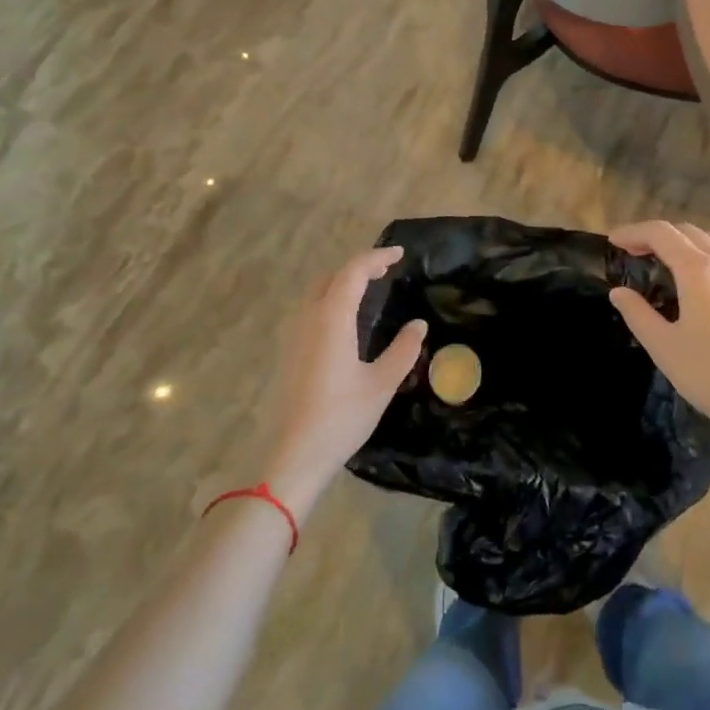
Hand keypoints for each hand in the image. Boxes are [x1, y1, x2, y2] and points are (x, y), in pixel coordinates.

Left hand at [260, 247, 426, 514]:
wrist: (296, 455)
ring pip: (318, 291)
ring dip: (343, 282)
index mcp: (332, 318)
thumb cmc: (342, 417)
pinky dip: (332, 299)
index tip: (400, 255)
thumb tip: (418, 324)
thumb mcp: (381, 383)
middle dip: (360, 267)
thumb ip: (403, 350)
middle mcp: (310, 318)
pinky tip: (347, 320)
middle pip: (332, 276)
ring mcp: (295, 334)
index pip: (354, 271)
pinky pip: (311, 309)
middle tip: (387, 271)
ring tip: (370, 289)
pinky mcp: (290, 351)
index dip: (377, 257)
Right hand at [610, 221, 709, 472]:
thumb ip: (638, 314)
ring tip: (665, 259)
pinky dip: (705, 253)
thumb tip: (618, 292)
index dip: (633, 232)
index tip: (612, 240)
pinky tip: (699, 280)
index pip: (660, 233)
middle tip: (633, 251)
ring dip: (684, 240)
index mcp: (698, 269)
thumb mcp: (664, 347)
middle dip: (656, 235)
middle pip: (686, 231)